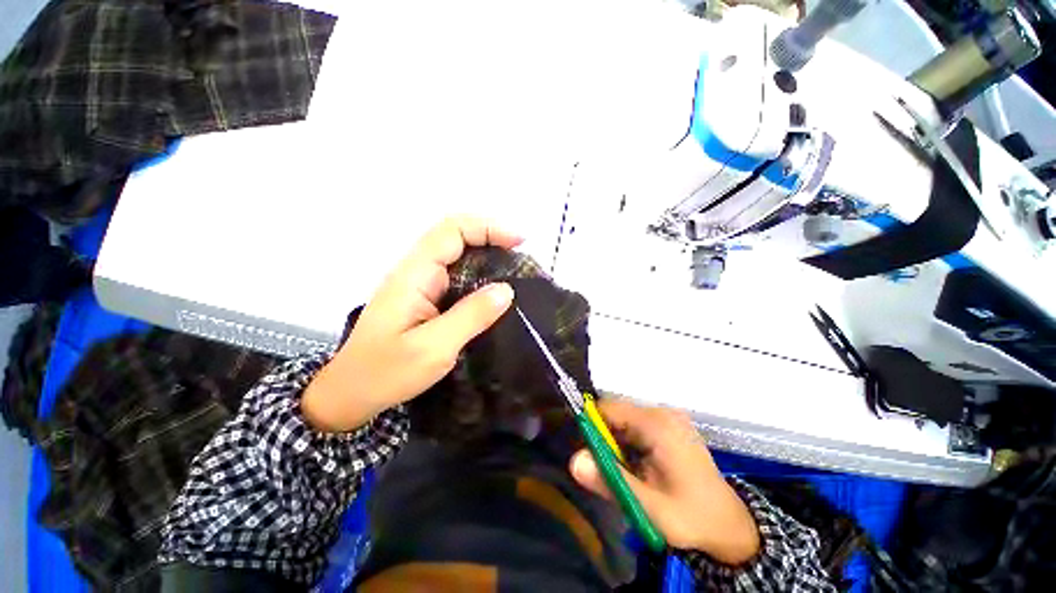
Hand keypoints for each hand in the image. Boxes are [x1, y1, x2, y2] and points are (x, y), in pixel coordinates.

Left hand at [302, 216, 521, 432]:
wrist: (351, 393)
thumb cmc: (386, 372)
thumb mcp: (433, 348)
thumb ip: (471, 316)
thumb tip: (506, 290)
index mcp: (414, 275)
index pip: (451, 231)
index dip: (487, 228)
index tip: (518, 241)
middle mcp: (416, 272)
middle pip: (455, 236)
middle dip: (490, 237)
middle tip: (521, 255)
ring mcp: (420, 285)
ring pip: (457, 255)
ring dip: (486, 254)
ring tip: (515, 269)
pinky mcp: (425, 298)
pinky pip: (456, 276)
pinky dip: (480, 274)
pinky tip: (494, 290)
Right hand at [569, 400, 760, 565]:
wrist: (730, 527)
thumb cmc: (691, 517)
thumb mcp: (648, 506)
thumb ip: (611, 481)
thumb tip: (574, 460)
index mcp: (657, 424)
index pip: (608, 409)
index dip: (590, 426)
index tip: (586, 453)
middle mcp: (661, 413)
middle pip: (616, 415)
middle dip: (605, 440)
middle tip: (605, 471)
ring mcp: (667, 418)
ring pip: (624, 422)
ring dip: (616, 445)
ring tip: (625, 473)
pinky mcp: (668, 427)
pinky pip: (636, 427)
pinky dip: (628, 445)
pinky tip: (637, 468)